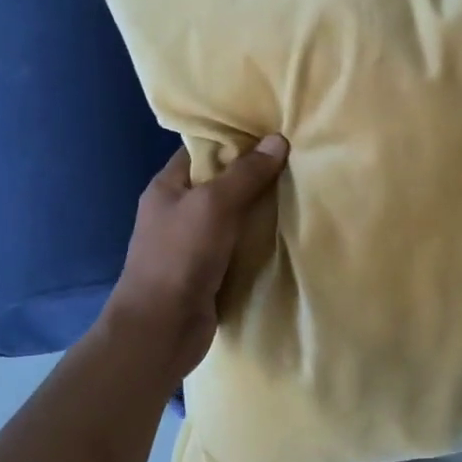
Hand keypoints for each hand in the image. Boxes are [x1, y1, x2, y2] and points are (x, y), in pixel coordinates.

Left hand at [101, 136, 289, 377]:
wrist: (161, 329)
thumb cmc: (180, 256)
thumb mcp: (214, 205)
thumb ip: (246, 174)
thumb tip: (278, 139)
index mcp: (167, 187)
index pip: (202, 150)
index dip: (234, 140)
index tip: (271, 132)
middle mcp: (178, 211)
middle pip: (221, 182)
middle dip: (254, 174)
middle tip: (296, 160)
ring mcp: (193, 243)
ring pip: (233, 216)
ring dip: (261, 209)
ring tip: (301, 190)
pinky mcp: (209, 271)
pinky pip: (239, 245)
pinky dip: (259, 240)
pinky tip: (288, 230)